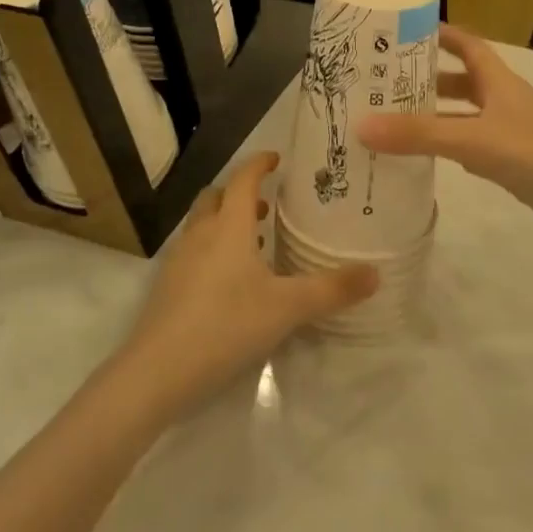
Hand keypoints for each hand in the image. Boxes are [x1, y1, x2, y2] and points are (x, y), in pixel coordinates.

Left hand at [117, 153, 377, 415]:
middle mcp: (200, 234)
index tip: (277, 159)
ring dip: (226, 223)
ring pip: (202, 225)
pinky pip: (193, 252)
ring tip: (255, 244)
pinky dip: (213, 250)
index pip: (243, 180)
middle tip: (268, 206)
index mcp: (229, 227)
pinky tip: (231, 283)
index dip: (260, 165)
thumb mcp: (287, 308)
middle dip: (240, 194)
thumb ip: (332, 289)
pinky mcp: (167, 287)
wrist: (156, 372)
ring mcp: (178, 260)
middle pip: (216, 197)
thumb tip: (376, 273)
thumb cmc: (226, 325)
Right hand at [357, 26, 532, 249]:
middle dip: (428, 79)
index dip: (441, 34)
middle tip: (385, 82)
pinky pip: (474, 148)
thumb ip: (420, 134)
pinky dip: (450, 148)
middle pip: (463, 81)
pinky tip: (428, 158)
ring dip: (436, 115)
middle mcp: (506, 102)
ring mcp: (512, 135)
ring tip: (395, 119)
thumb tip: (361, 126)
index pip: (468, 45)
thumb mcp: (474, 140)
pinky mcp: (516, 166)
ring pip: (466, 116)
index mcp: (500, 82)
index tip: (404, 31)